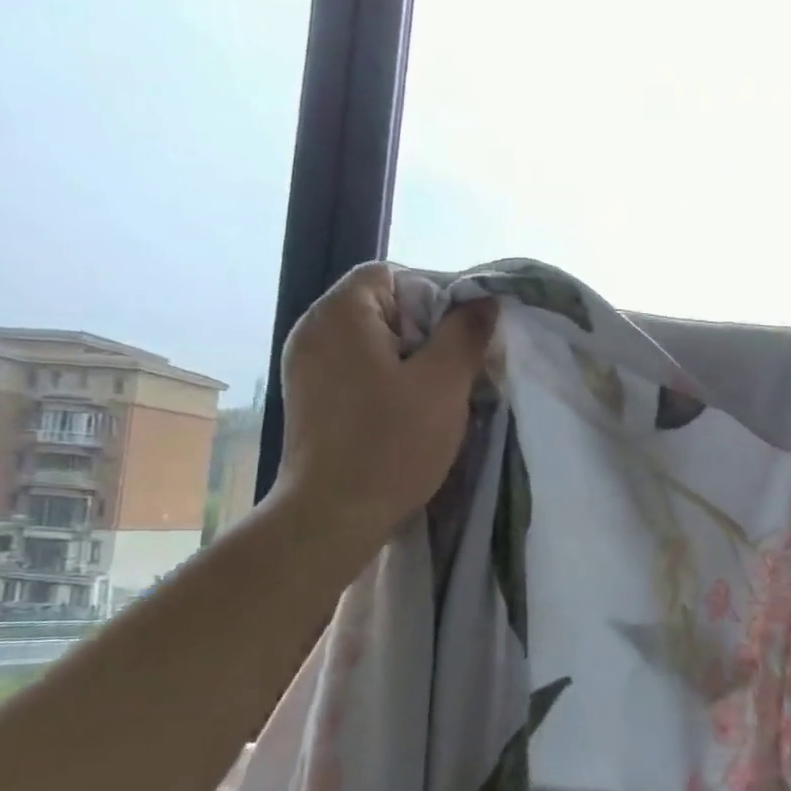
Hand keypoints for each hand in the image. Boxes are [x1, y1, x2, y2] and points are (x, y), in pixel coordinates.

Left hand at [270, 263, 495, 555]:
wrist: (333, 516)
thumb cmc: (391, 444)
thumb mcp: (443, 384)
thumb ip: (466, 333)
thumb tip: (484, 300)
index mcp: (341, 314)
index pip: (391, 274)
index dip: (434, 294)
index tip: (463, 334)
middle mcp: (314, 330)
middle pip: (381, 307)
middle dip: (426, 331)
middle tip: (458, 367)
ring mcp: (307, 367)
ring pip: (372, 342)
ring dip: (410, 360)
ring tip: (438, 394)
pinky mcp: (310, 399)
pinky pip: (357, 370)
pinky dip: (386, 381)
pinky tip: (407, 413)